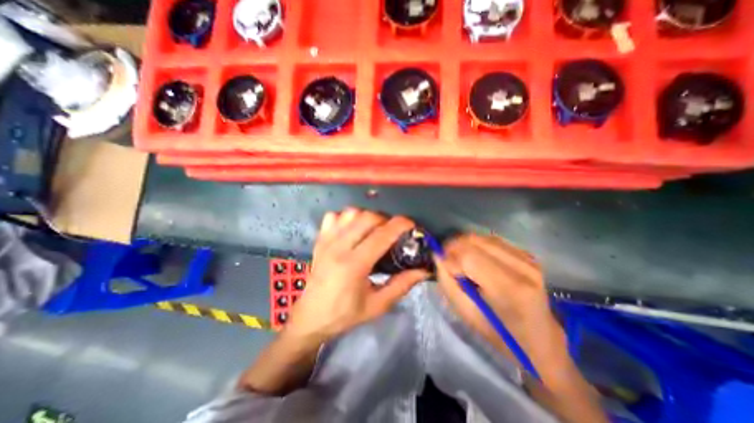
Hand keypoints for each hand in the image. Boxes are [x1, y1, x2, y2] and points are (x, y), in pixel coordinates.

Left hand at [287, 209, 430, 342]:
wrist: (310, 318)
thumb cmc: (345, 315)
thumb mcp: (377, 305)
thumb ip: (402, 285)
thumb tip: (424, 270)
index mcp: (354, 265)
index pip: (382, 235)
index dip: (400, 225)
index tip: (412, 225)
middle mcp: (339, 247)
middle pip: (368, 217)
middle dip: (386, 219)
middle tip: (393, 232)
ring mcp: (327, 240)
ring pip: (351, 213)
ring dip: (367, 217)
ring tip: (374, 230)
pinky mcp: (319, 239)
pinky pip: (334, 216)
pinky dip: (347, 217)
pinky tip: (352, 229)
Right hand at [434, 235, 562, 360]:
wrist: (539, 337)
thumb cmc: (499, 331)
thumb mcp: (465, 313)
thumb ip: (447, 282)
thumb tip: (438, 255)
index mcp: (509, 288)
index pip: (469, 256)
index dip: (450, 256)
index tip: (443, 266)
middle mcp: (521, 266)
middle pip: (474, 241)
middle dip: (454, 247)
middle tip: (447, 260)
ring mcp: (526, 258)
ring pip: (481, 237)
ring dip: (464, 245)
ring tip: (460, 260)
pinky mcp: (526, 253)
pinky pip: (491, 239)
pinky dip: (476, 245)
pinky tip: (475, 259)